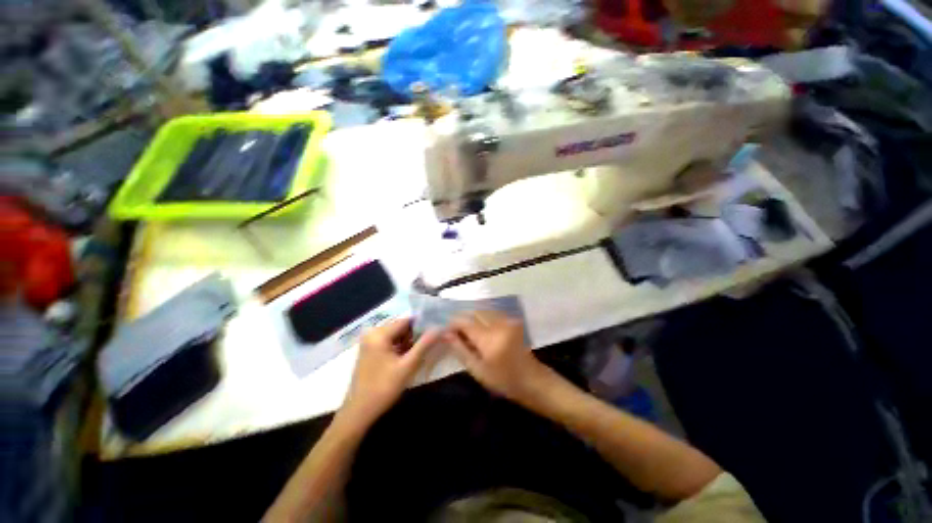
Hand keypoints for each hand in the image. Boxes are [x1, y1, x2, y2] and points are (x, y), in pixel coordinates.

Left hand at [339, 318, 440, 427]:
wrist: (358, 413)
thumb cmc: (383, 388)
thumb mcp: (407, 366)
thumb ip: (424, 345)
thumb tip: (439, 328)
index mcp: (379, 334)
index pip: (406, 320)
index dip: (422, 324)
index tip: (436, 330)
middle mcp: (372, 333)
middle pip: (401, 327)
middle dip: (416, 334)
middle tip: (431, 343)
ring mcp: (369, 342)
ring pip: (396, 335)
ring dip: (409, 341)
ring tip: (422, 350)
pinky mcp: (369, 350)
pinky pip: (389, 342)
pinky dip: (400, 347)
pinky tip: (409, 357)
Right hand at [445, 310, 551, 404]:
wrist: (532, 380)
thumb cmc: (503, 380)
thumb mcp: (478, 370)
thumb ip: (460, 350)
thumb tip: (446, 334)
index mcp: (489, 338)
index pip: (465, 321)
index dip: (453, 323)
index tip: (446, 331)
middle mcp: (499, 324)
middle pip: (474, 312)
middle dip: (463, 319)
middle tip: (456, 333)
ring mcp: (507, 320)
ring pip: (483, 311)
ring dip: (473, 318)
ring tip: (468, 332)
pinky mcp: (512, 320)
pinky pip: (492, 314)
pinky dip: (483, 318)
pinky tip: (481, 330)